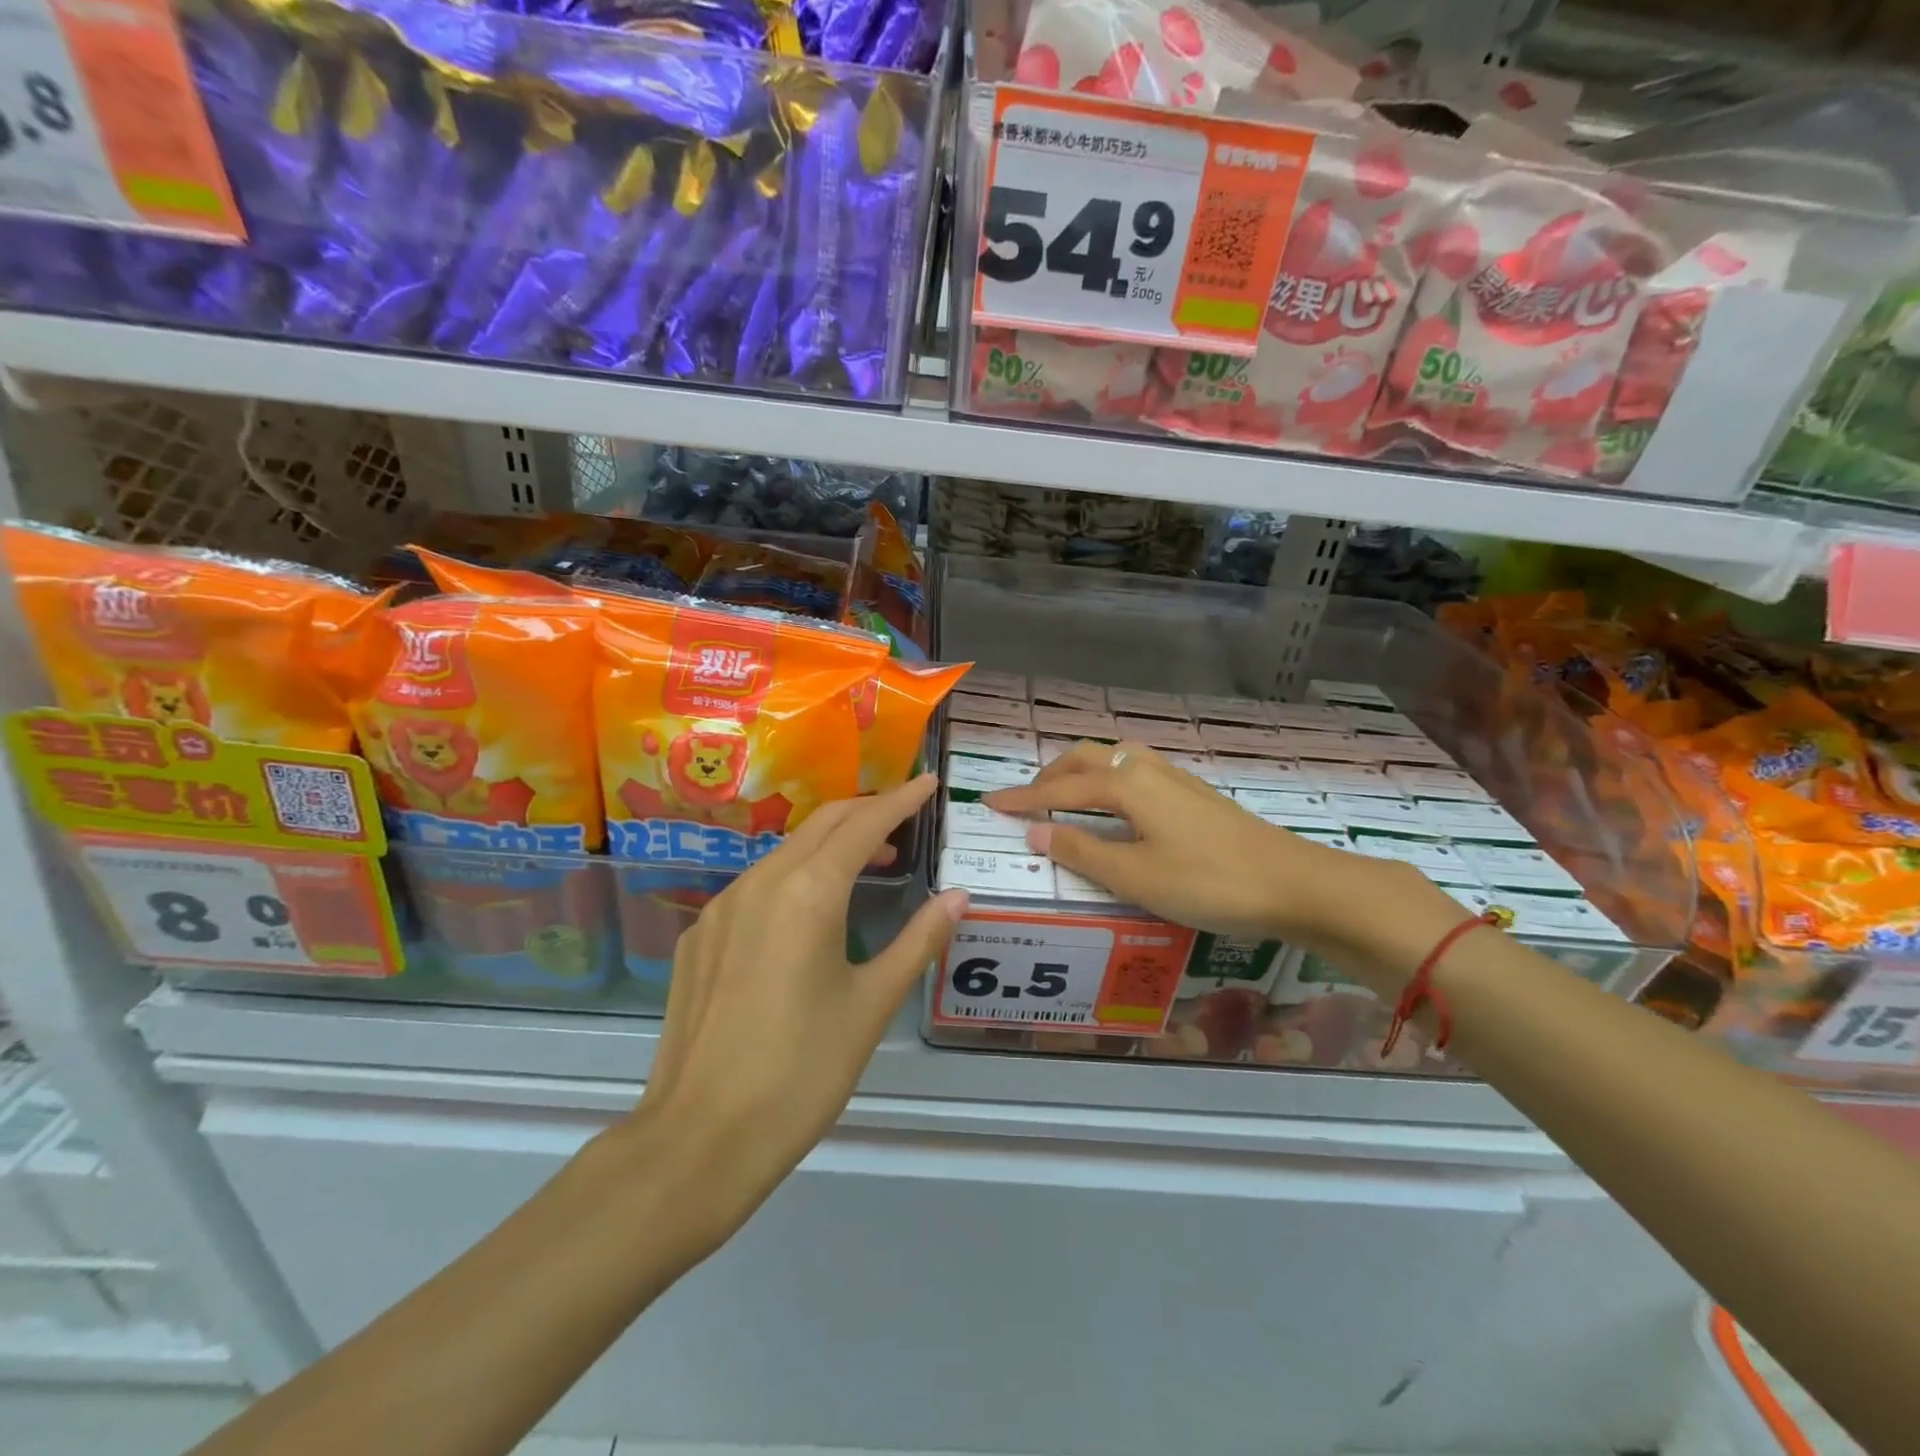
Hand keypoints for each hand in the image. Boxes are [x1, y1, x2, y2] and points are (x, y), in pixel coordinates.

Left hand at [627, 774, 966, 1253]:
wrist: (698, 1139)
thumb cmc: (802, 1071)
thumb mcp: (872, 1005)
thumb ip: (918, 941)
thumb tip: (958, 896)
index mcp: (809, 891)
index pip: (864, 824)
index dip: (901, 799)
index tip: (928, 782)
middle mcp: (761, 882)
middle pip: (822, 824)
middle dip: (866, 811)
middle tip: (904, 817)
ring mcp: (722, 907)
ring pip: (786, 851)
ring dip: (830, 844)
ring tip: (867, 863)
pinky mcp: (698, 937)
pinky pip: (755, 885)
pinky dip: (794, 876)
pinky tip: (807, 912)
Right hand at [985, 741, 1459, 984]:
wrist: (1294, 883)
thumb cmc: (1208, 883)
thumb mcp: (1136, 876)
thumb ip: (1082, 850)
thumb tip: (1035, 829)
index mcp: (1127, 786)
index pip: (1061, 788)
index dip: (1024, 797)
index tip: (991, 803)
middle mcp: (1148, 770)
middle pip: (1087, 758)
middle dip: (1051, 775)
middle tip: (1026, 799)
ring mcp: (1176, 778)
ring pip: (1115, 760)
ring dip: (1082, 772)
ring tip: (1066, 797)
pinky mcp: (1196, 793)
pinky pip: (1137, 771)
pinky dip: (1110, 779)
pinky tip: (1119, 804)